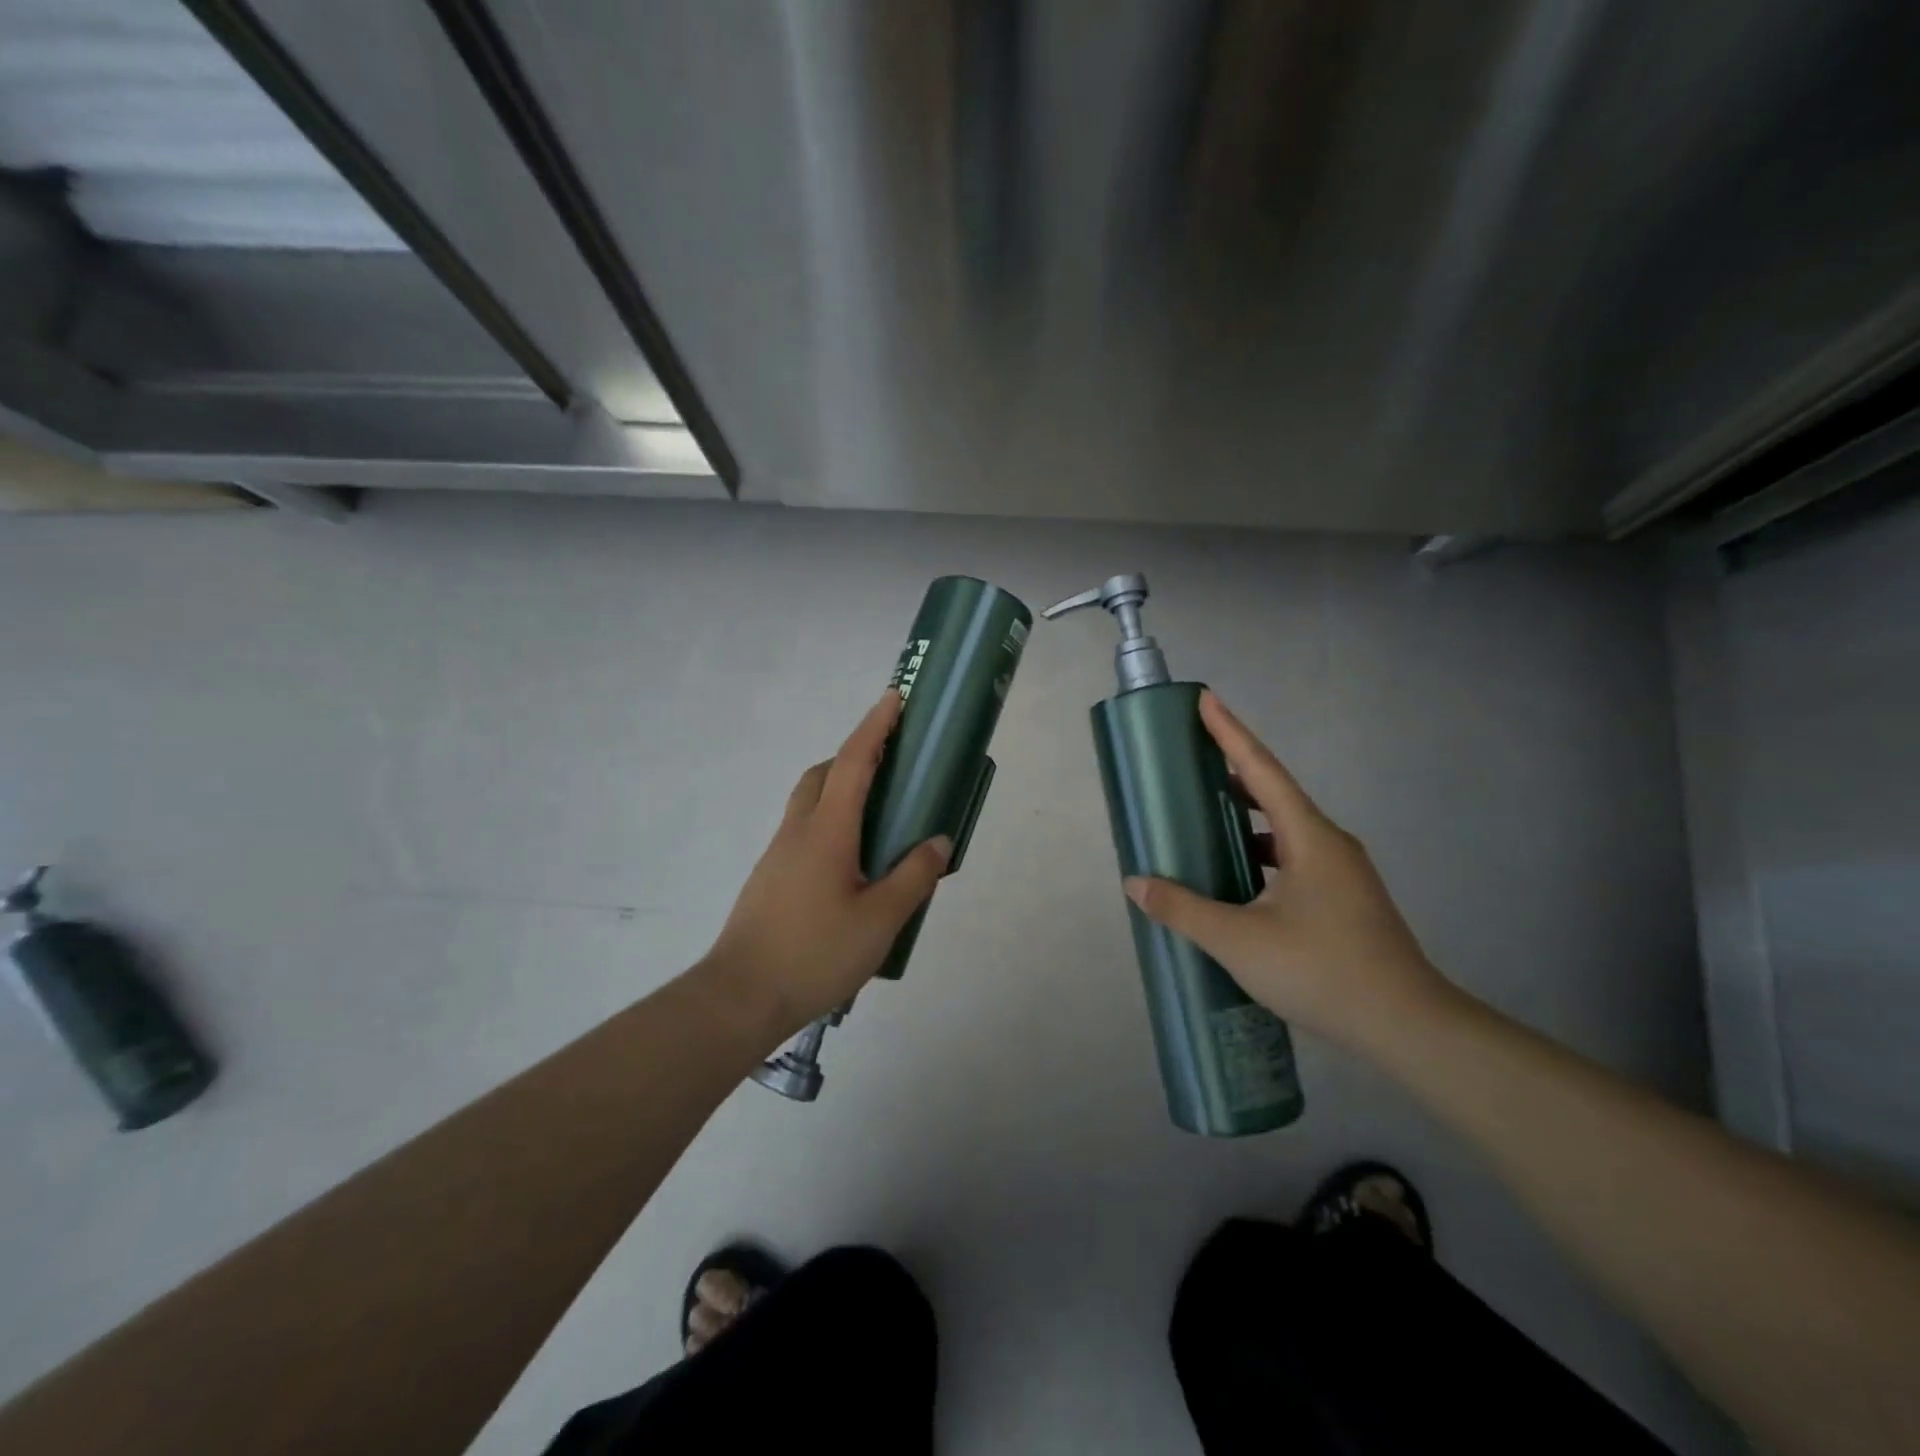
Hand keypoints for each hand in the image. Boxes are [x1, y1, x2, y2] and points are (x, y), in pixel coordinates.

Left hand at [705, 691, 950, 1039]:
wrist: (740, 996)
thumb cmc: (815, 953)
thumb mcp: (879, 919)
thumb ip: (913, 877)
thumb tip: (938, 841)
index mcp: (828, 830)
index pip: (854, 762)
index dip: (876, 726)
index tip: (894, 698)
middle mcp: (799, 830)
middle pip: (824, 773)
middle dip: (857, 755)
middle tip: (893, 767)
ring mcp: (779, 853)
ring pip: (811, 801)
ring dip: (841, 789)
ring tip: (879, 818)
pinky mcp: (771, 877)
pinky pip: (805, 830)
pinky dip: (831, 821)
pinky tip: (852, 863)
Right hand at [1123, 692, 1449, 1052]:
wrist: (1409, 1027)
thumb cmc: (1322, 970)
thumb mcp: (1239, 941)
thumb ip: (1183, 909)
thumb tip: (1137, 883)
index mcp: (1309, 837)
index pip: (1261, 769)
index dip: (1230, 732)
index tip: (1205, 700)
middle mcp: (1330, 844)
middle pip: (1275, 793)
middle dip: (1232, 773)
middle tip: (1191, 764)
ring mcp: (1343, 874)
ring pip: (1286, 830)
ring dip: (1246, 819)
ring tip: (1205, 821)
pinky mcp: (1345, 901)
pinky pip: (1294, 858)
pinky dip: (1260, 853)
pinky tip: (1238, 880)